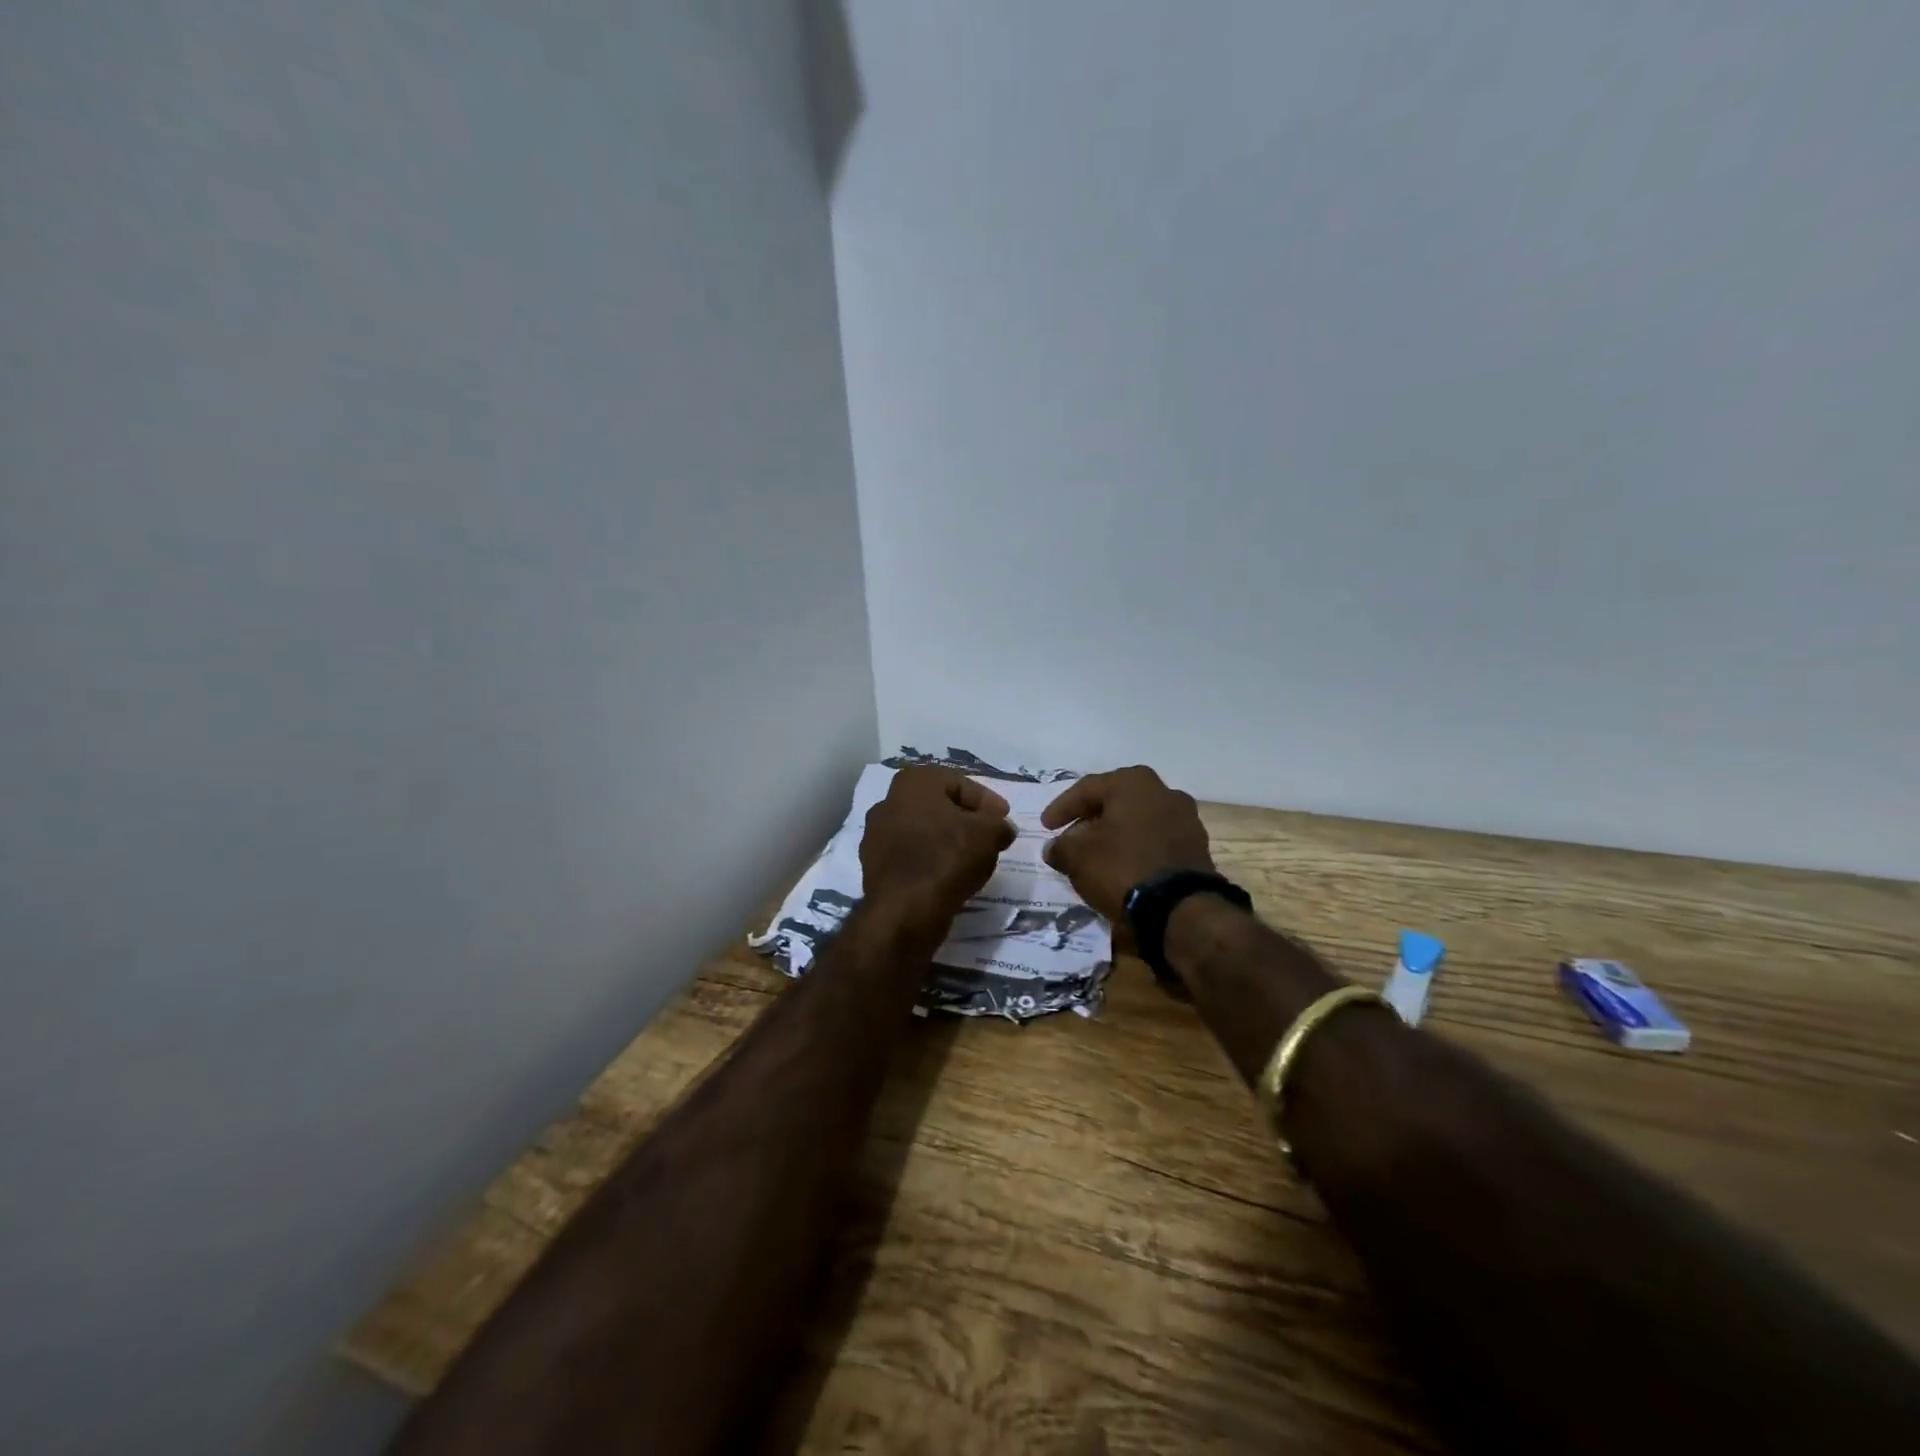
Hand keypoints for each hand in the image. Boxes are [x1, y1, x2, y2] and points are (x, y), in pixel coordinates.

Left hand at [861, 767, 1015, 936]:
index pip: (960, 783)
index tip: (1003, 819)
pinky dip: (931, 861)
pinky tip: (949, 876)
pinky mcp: (874, 866)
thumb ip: (999, 824)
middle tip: (989, 837)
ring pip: (924, 832)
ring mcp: (876, 835)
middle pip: (939, 806)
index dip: (986, 801)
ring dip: (947, 841)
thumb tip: (1002, 828)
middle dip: (966, 820)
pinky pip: (911, 856)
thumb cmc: (947, 857)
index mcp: (913, 782)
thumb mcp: (989, 834)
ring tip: (972, 859)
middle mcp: (888, 801)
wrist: (904, 910)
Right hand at [1040, 766, 1214, 921]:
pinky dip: (1135, 849)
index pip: (1087, 789)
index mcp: (1133, 783)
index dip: (1061, 808)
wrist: (1180, 908)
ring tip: (1094, 855)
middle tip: (1069, 838)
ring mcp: (1185, 819)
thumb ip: (1060, 847)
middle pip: (1115, 802)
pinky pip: (1155, 841)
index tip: (1045, 826)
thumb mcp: (1077, 857)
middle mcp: (1164, 791)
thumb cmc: (1122, 867)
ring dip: (1114, 835)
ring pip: (1137, 821)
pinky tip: (1121, 866)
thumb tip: (1055, 848)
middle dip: (1090, 820)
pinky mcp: (1196, 847)